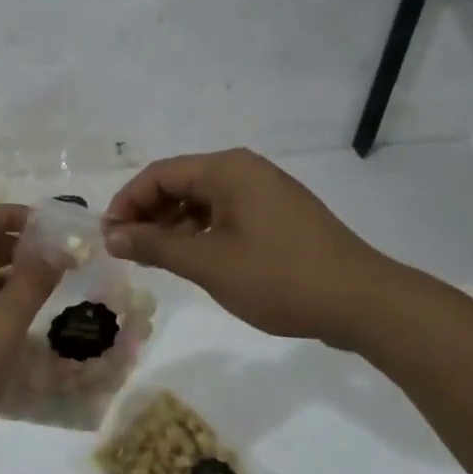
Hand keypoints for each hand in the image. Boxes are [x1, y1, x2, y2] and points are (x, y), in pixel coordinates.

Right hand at [104, 148, 399, 346]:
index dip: (127, 203)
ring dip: (173, 225)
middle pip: (180, 183)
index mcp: (227, 169)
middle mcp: (245, 170)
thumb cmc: (280, 277)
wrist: (364, 303)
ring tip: (154, 257)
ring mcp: (265, 192)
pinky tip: (192, 259)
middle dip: (148, 214)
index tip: (108, 236)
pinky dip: (201, 232)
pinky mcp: (279, 216)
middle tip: (126, 249)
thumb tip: (112, 236)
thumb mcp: (209, 263)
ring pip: (202, 200)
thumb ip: (156, 245)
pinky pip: (226, 214)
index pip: (159, 175)